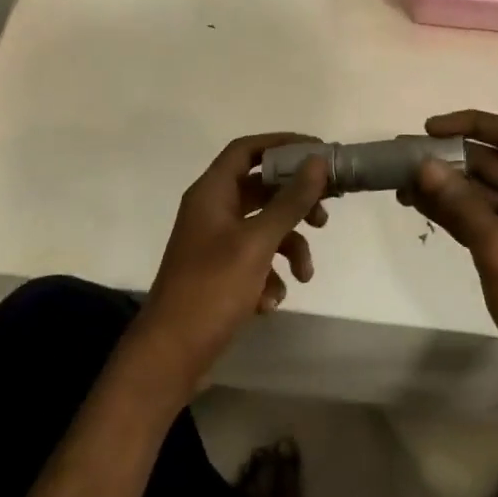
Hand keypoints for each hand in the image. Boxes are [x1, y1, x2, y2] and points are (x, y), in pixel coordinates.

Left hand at [131, 133, 331, 387]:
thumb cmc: (211, 289)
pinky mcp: (221, 274)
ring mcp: (215, 244)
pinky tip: (270, 302)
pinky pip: (255, 261)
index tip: (318, 152)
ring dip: (290, 248)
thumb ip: (289, 201)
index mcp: (211, 193)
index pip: (247, 149)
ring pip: (264, 229)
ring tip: (305, 275)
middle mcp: (212, 212)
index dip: (282, 144)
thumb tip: (316, 161)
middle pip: (261, 189)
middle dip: (296, 202)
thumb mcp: (257, 243)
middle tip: (326, 214)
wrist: (171, 352)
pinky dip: (270, 277)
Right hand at [400, 109, 497, 396]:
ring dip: (447, 187)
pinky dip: (454, 212)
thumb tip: (424, 165)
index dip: (472, 124)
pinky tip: (420, 207)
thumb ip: (460, 202)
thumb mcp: (497, 245)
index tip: (429, 129)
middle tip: (404, 161)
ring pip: (483, 192)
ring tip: (401, 186)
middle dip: (450, 160)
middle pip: (494, 163)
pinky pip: (481, 217)